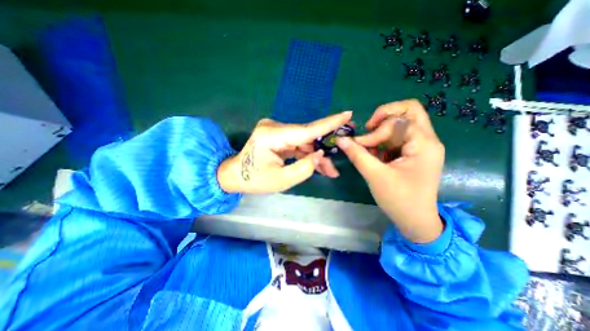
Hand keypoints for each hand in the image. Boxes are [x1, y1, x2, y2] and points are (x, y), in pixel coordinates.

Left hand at [219, 111, 351, 193]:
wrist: (236, 175)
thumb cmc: (255, 180)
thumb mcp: (282, 180)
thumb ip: (304, 168)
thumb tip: (320, 154)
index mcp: (271, 136)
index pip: (306, 129)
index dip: (328, 124)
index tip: (347, 114)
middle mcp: (275, 128)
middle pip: (308, 137)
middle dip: (325, 149)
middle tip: (343, 154)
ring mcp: (276, 130)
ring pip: (305, 142)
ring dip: (317, 155)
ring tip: (330, 170)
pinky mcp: (279, 136)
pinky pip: (298, 144)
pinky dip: (308, 154)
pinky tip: (319, 164)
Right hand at [334, 99, 445, 242]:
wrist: (416, 221)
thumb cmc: (399, 200)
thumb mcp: (375, 176)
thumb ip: (357, 154)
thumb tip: (340, 139)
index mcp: (424, 144)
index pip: (399, 120)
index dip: (376, 130)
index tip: (360, 144)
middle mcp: (427, 140)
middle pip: (407, 112)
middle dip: (383, 117)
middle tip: (368, 130)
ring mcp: (421, 146)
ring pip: (401, 124)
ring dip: (381, 131)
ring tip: (368, 146)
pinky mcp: (414, 153)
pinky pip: (398, 138)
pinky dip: (383, 141)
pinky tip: (374, 154)